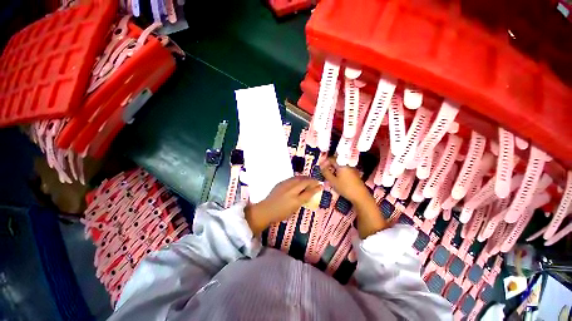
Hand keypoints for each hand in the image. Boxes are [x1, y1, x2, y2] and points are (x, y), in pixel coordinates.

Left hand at [245, 177, 321, 233]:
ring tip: (309, 178)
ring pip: (298, 179)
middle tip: (316, 180)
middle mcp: (292, 191)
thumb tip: (306, 194)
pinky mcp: (281, 183)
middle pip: (304, 183)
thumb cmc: (280, 214)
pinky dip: (298, 178)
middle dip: (312, 181)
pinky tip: (299, 179)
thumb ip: (301, 201)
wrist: (266, 209)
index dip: (316, 188)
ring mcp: (285, 186)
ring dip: (305, 178)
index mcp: (296, 201)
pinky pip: (292, 178)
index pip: (309, 192)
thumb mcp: (293, 210)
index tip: (321, 186)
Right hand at [320, 157, 386, 237]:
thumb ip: (326, 173)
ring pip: (340, 166)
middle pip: (336, 162)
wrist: (360, 196)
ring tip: (329, 176)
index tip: (321, 168)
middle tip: (324, 172)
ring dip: (334, 169)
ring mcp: (351, 169)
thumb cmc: (345, 188)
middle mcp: (347, 164)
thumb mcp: (333, 181)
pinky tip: (337, 179)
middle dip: (329, 166)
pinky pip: (344, 170)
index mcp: (341, 164)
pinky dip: (339, 172)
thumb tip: (321, 166)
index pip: (331, 159)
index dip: (325, 162)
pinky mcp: (354, 174)